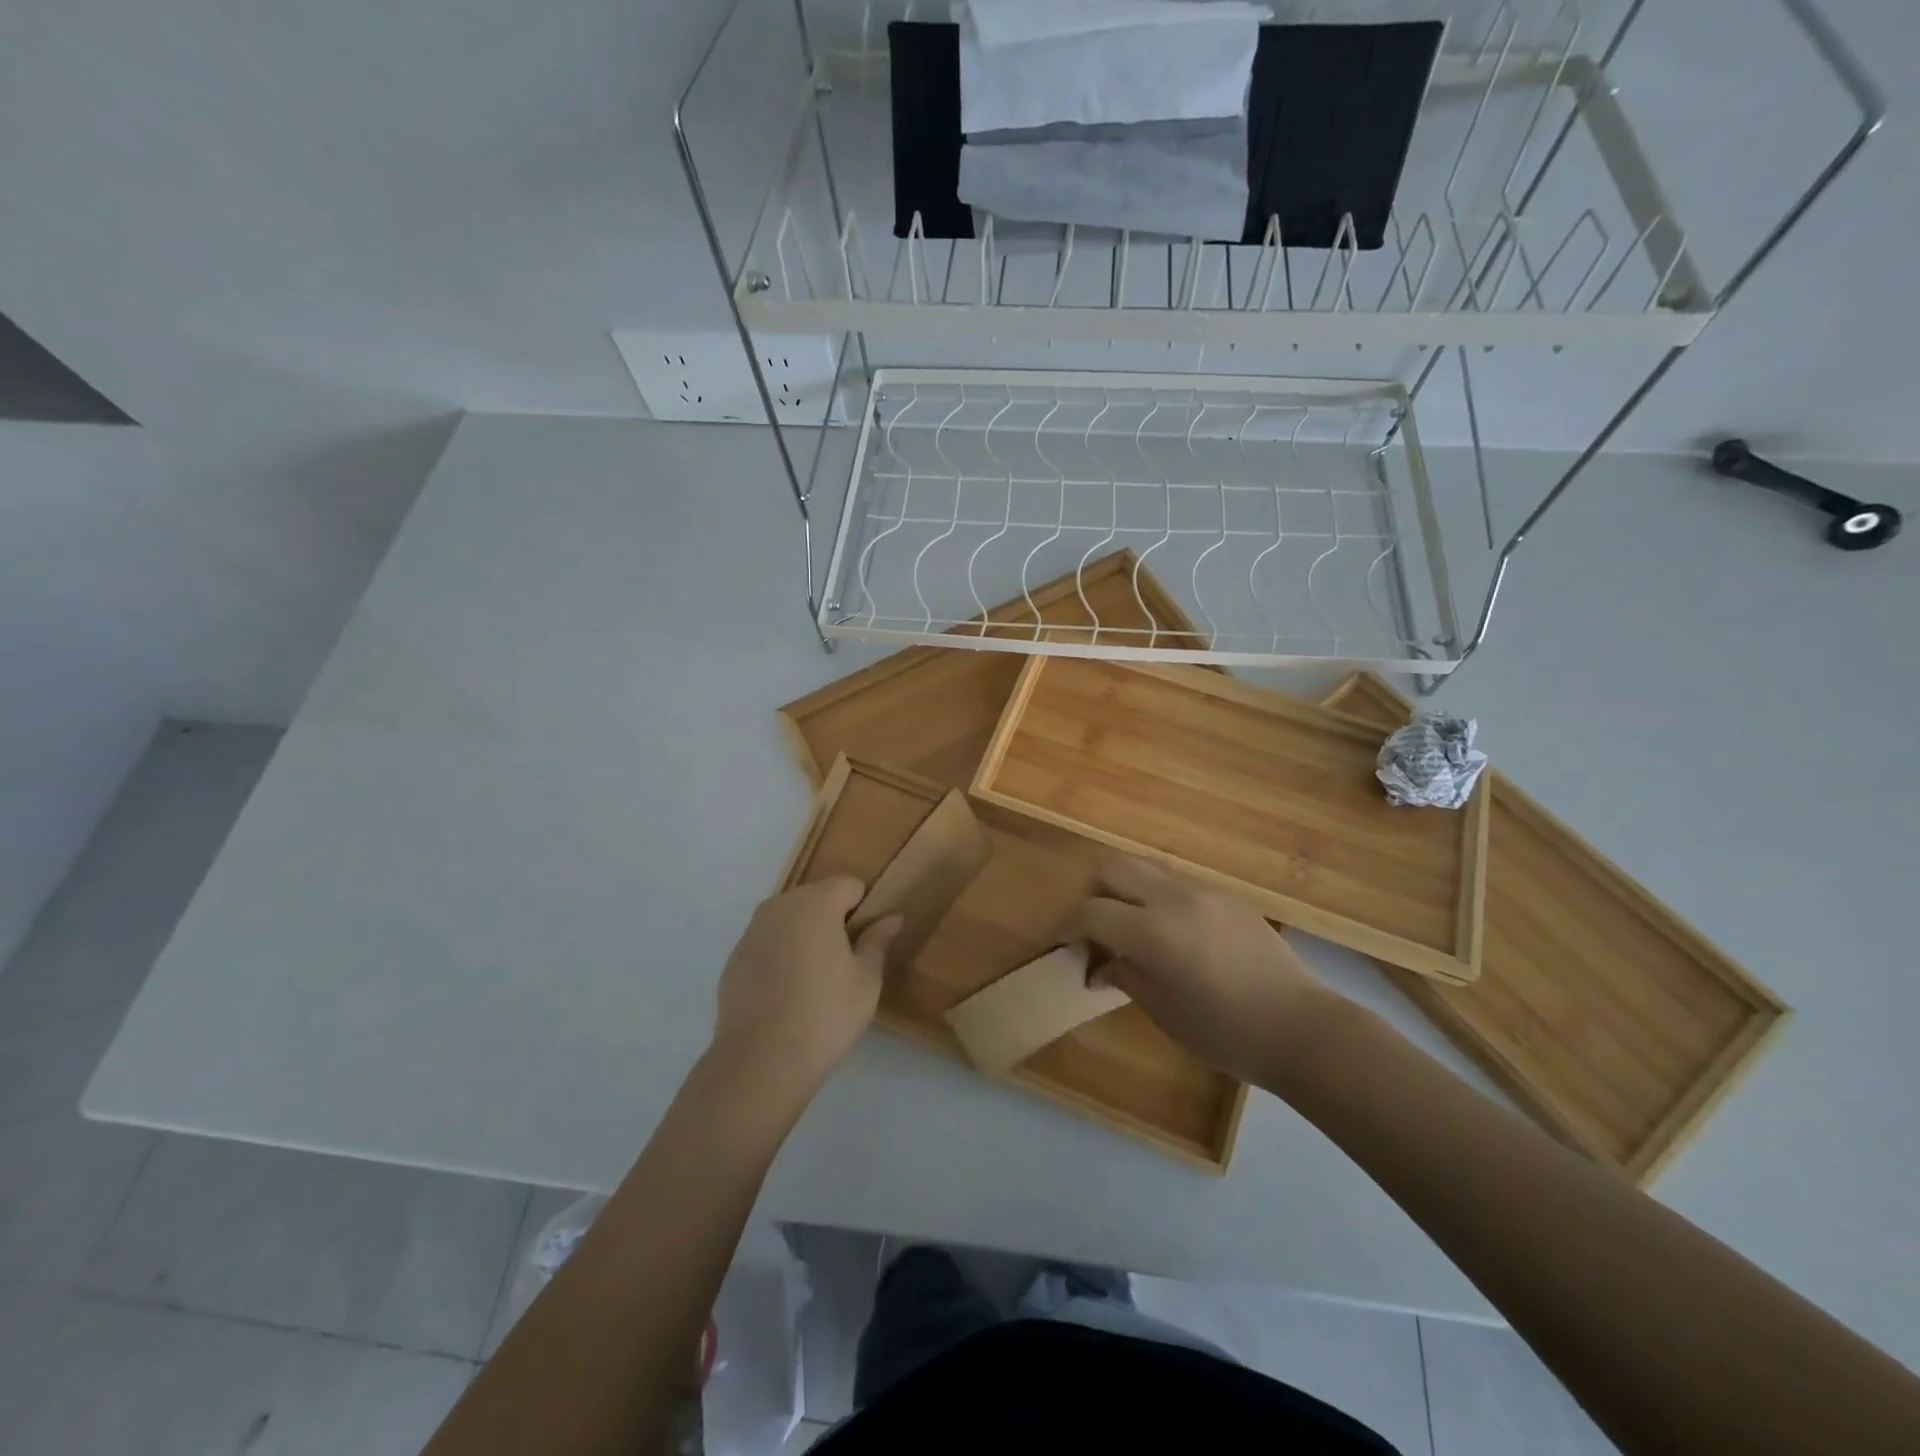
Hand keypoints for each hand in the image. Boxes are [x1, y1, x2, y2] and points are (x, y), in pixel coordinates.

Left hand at [710, 878, 900, 1095]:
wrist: (760, 1061)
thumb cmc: (825, 1015)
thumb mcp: (866, 980)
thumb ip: (878, 941)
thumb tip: (891, 917)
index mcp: (816, 903)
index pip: (850, 885)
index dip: (864, 909)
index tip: (867, 942)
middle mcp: (780, 906)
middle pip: (817, 897)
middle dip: (834, 919)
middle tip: (845, 962)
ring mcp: (752, 931)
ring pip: (790, 919)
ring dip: (805, 935)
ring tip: (815, 978)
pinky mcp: (735, 957)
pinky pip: (768, 942)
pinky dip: (781, 954)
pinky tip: (786, 993)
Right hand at [1076, 856, 1331, 1084]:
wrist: (1300, 1026)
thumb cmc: (1225, 1032)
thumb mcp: (1164, 1012)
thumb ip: (1124, 977)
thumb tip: (1098, 966)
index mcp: (1152, 932)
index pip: (1090, 912)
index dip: (1068, 926)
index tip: (1063, 943)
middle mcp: (1173, 897)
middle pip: (1111, 867)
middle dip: (1092, 892)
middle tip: (1095, 927)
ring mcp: (1202, 890)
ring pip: (1144, 865)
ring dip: (1125, 887)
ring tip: (1130, 924)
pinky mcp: (1225, 893)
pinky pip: (1175, 878)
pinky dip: (1156, 893)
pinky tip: (1168, 928)